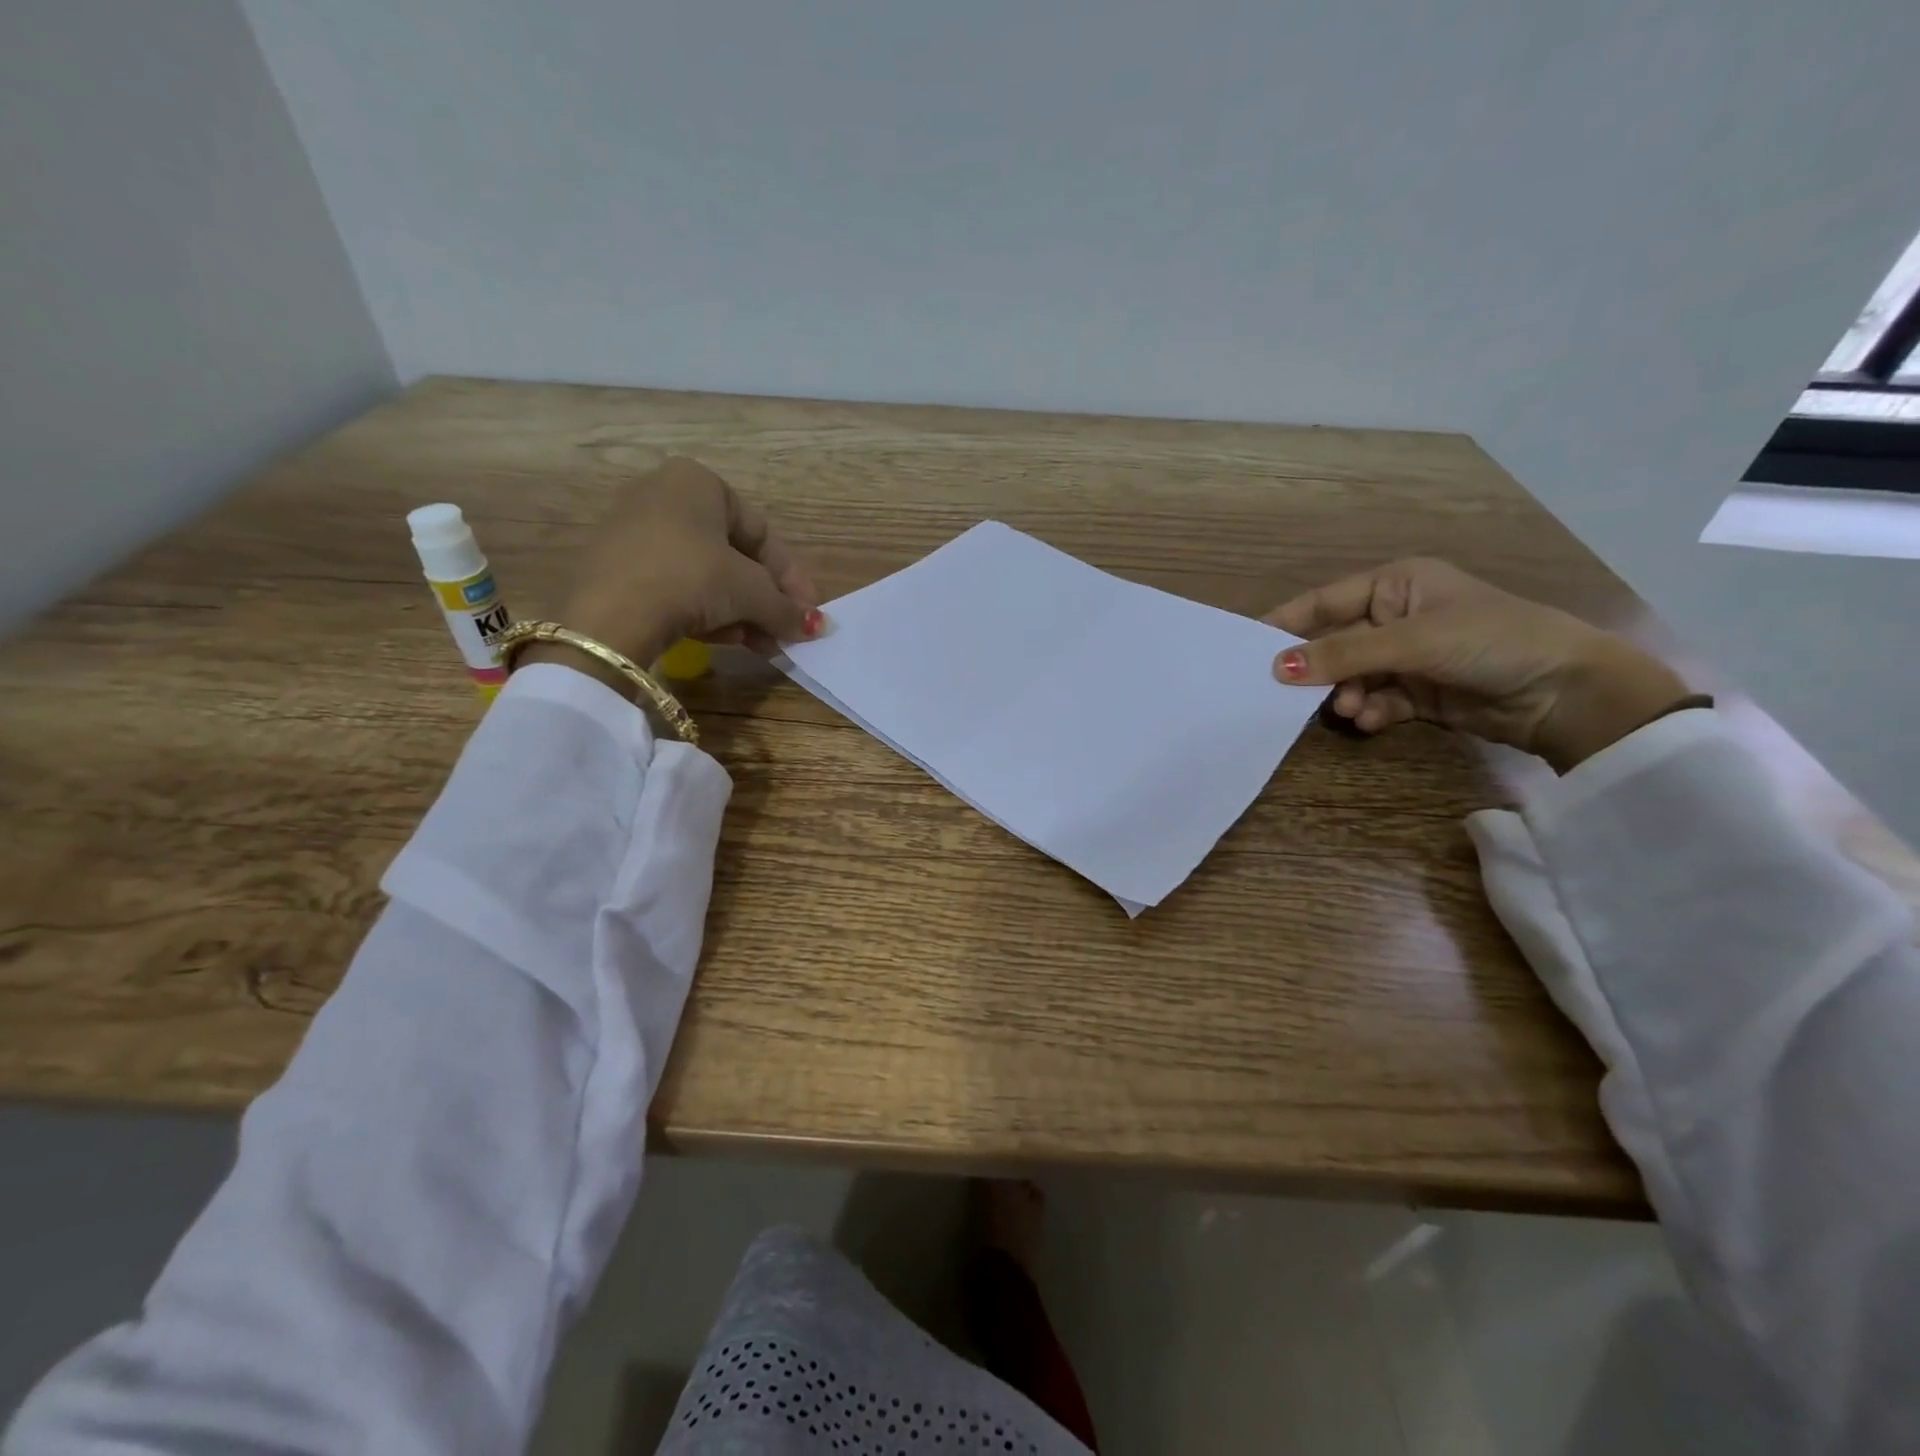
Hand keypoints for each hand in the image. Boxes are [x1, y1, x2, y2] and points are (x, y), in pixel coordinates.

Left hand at [519, 458, 820, 691]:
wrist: (609, 615)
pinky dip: (709, 613)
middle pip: (736, 556)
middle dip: (767, 600)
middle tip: (788, 632)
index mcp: (698, 483)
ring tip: (764, 645)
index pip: (762, 532)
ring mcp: (638, 534)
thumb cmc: (691, 578)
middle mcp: (665, 497)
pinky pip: (679, 588)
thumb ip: (787, 608)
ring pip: (709, 576)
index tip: (809, 612)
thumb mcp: (750, 592)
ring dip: (743, 613)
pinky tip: (729, 642)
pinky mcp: (621, 571)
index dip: (792, 576)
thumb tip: (817, 627)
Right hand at [1264, 558, 1691, 771]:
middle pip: (1335, 642)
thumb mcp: (1413, 641)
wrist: (1566, 693)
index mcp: (1397, 584)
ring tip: (1349, 710)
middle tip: (1287, 693)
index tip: (1248, 649)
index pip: (1325, 601)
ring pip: (1352, 676)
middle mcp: (1397, 616)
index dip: (1287, 623)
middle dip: (1318, 669)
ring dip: (1345, 694)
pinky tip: (1369, 721)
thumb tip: (1277, 667)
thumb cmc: (1491, 641)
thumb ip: (1343, 653)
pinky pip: (1375, 699)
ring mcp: (1407, 656)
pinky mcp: (1418, 692)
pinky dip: (1368, 711)